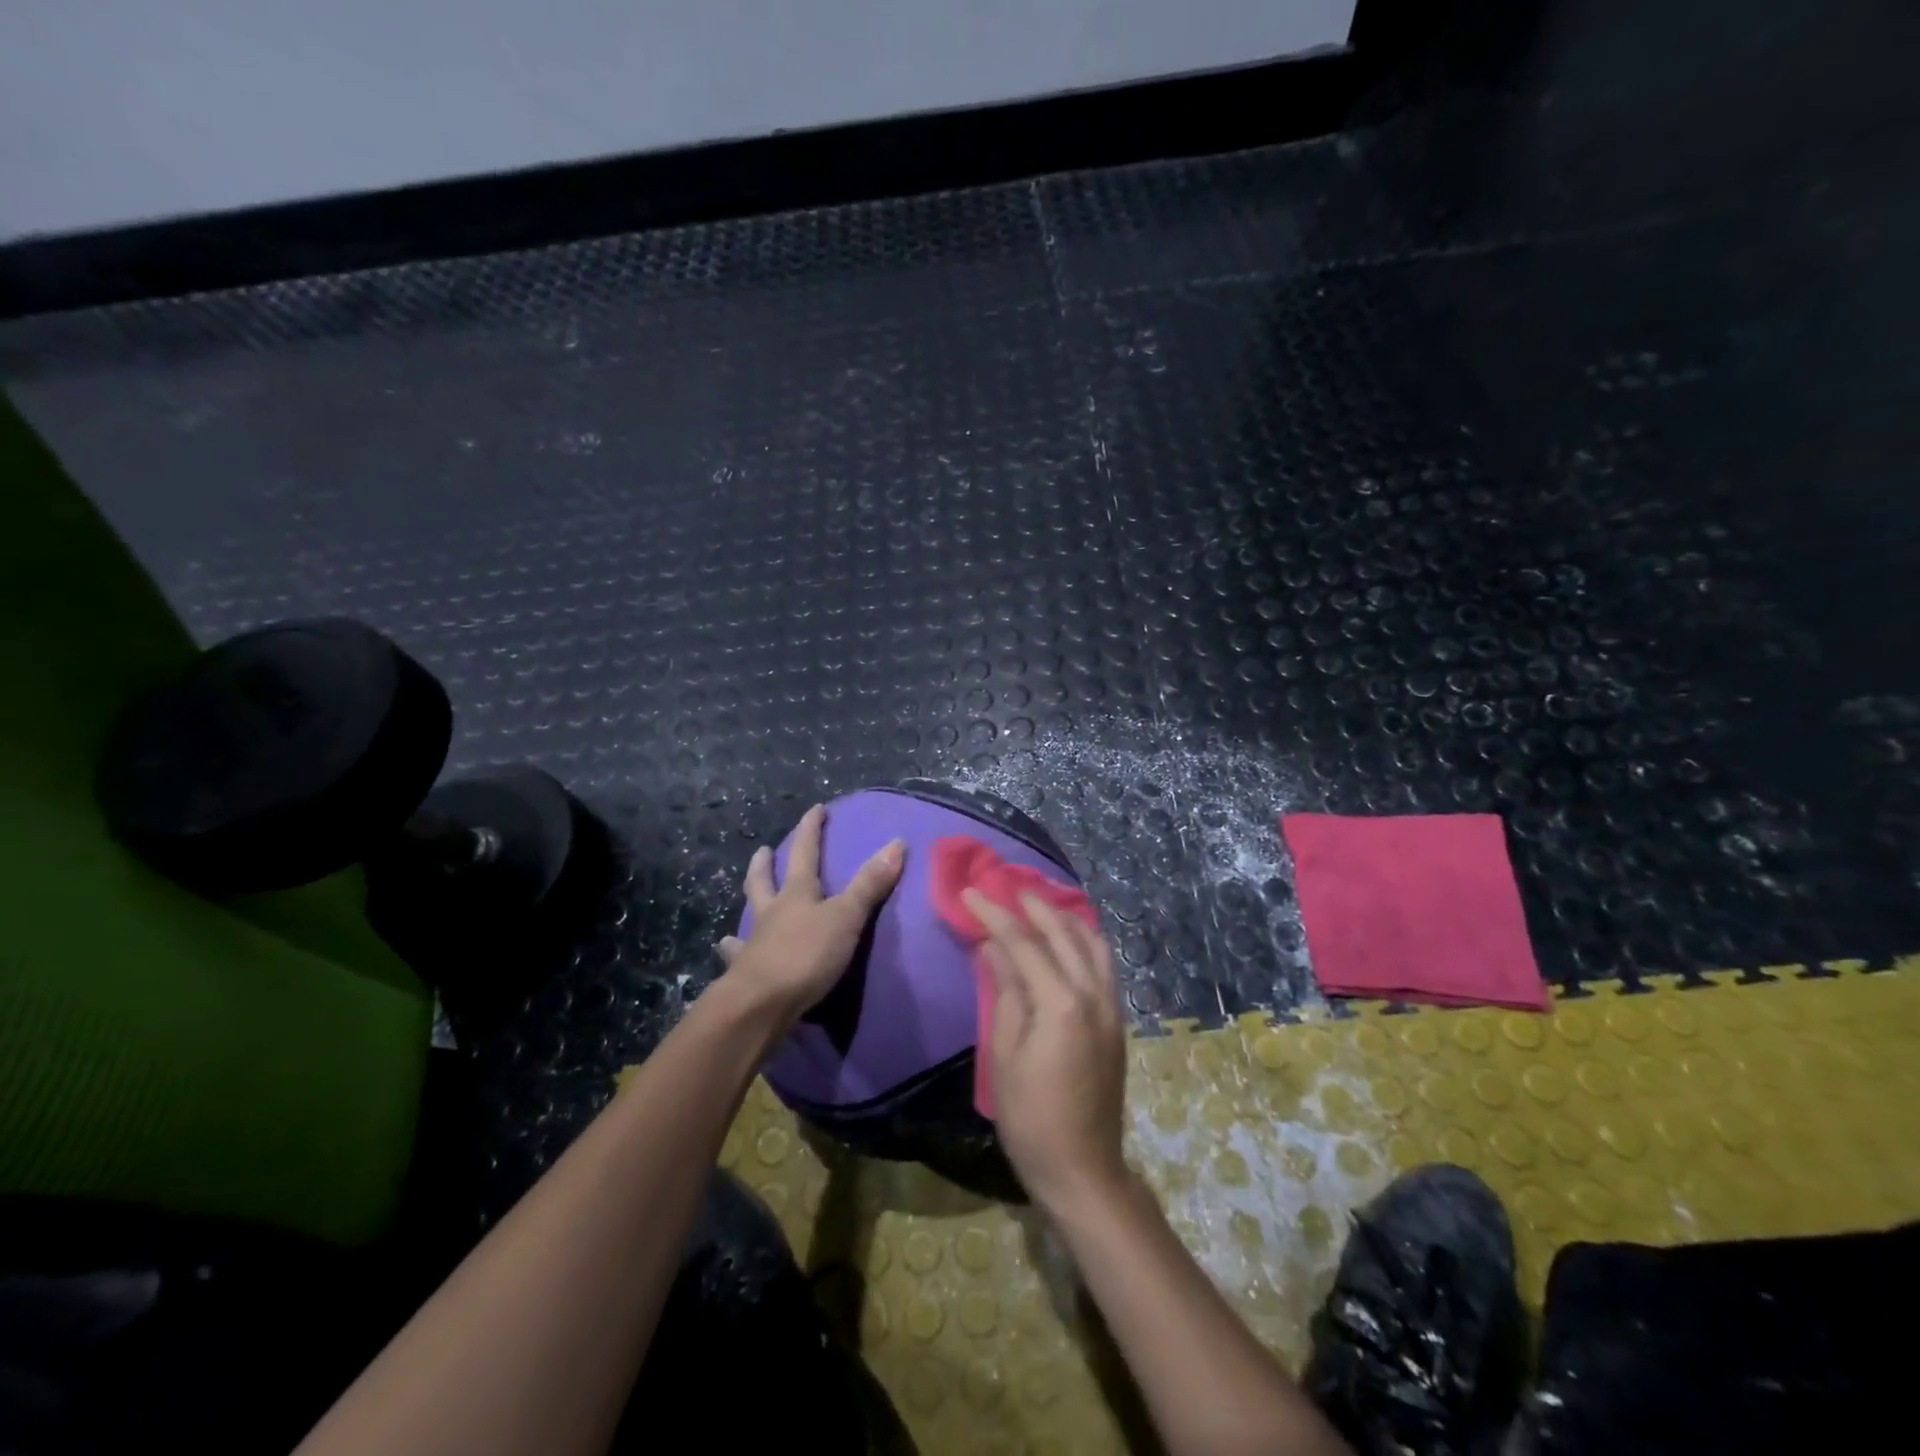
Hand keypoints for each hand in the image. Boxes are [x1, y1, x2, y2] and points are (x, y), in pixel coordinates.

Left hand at [716, 803, 904, 1027]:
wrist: (761, 1003)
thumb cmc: (806, 955)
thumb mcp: (847, 917)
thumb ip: (870, 884)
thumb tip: (896, 843)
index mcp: (797, 894)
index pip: (806, 853)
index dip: (811, 830)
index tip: (816, 810)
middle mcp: (772, 912)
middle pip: (765, 881)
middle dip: (766, 864)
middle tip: (763, 850)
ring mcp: (754, 942)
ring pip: (750, 915)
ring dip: (749, 904)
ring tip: (745, 900)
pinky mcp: (745, 973)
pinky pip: (737, 956)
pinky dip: (733, 950)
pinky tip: (726, 949)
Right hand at [965, 889, 1129, 1212]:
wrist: (1083, 1169)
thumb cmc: (1031, 1118)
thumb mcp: (1004, 1054)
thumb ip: (1005, 992)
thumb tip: (994, 945)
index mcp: (1061, 1003)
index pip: (1024, 942)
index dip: (994, 914)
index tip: (970, 892)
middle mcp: (1093, 994)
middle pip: (1063, 932)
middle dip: (1032, 904)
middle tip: (1004, 887)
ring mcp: (1111, 1006)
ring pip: (1092, 942)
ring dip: (1064, 917)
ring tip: (1036, 904)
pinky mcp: (1116, 1020)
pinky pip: (1103, 963)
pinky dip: (1083, 939)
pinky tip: (1065, 938)